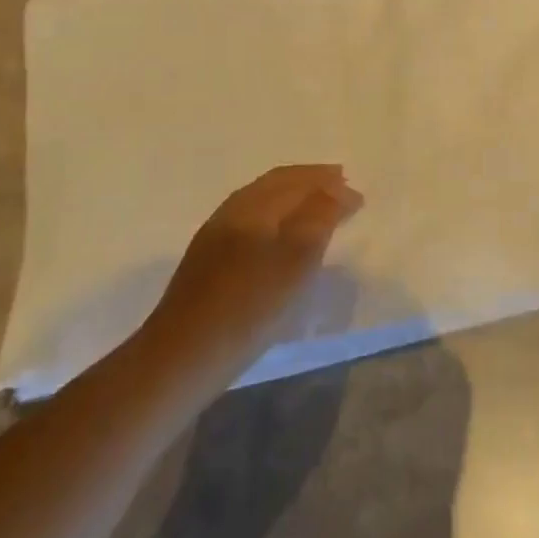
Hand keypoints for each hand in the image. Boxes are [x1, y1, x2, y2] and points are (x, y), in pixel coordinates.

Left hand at [152, 165, 362, 366]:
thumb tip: (335, 189)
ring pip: (260, 203)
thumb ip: (319, 218)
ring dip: (292, 200)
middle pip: (275, 185)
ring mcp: (214, 237)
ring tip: (317, 211)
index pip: (295, 180)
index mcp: (253, 206)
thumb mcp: (296, 261)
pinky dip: (276, 218)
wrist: (181, 358)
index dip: (328, 182)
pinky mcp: (206, 262)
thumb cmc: (248, 307)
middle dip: (310, 183)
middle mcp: (231, 211)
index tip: (357, 195)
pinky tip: (281, 238)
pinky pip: (250, 223)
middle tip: (341, 188)